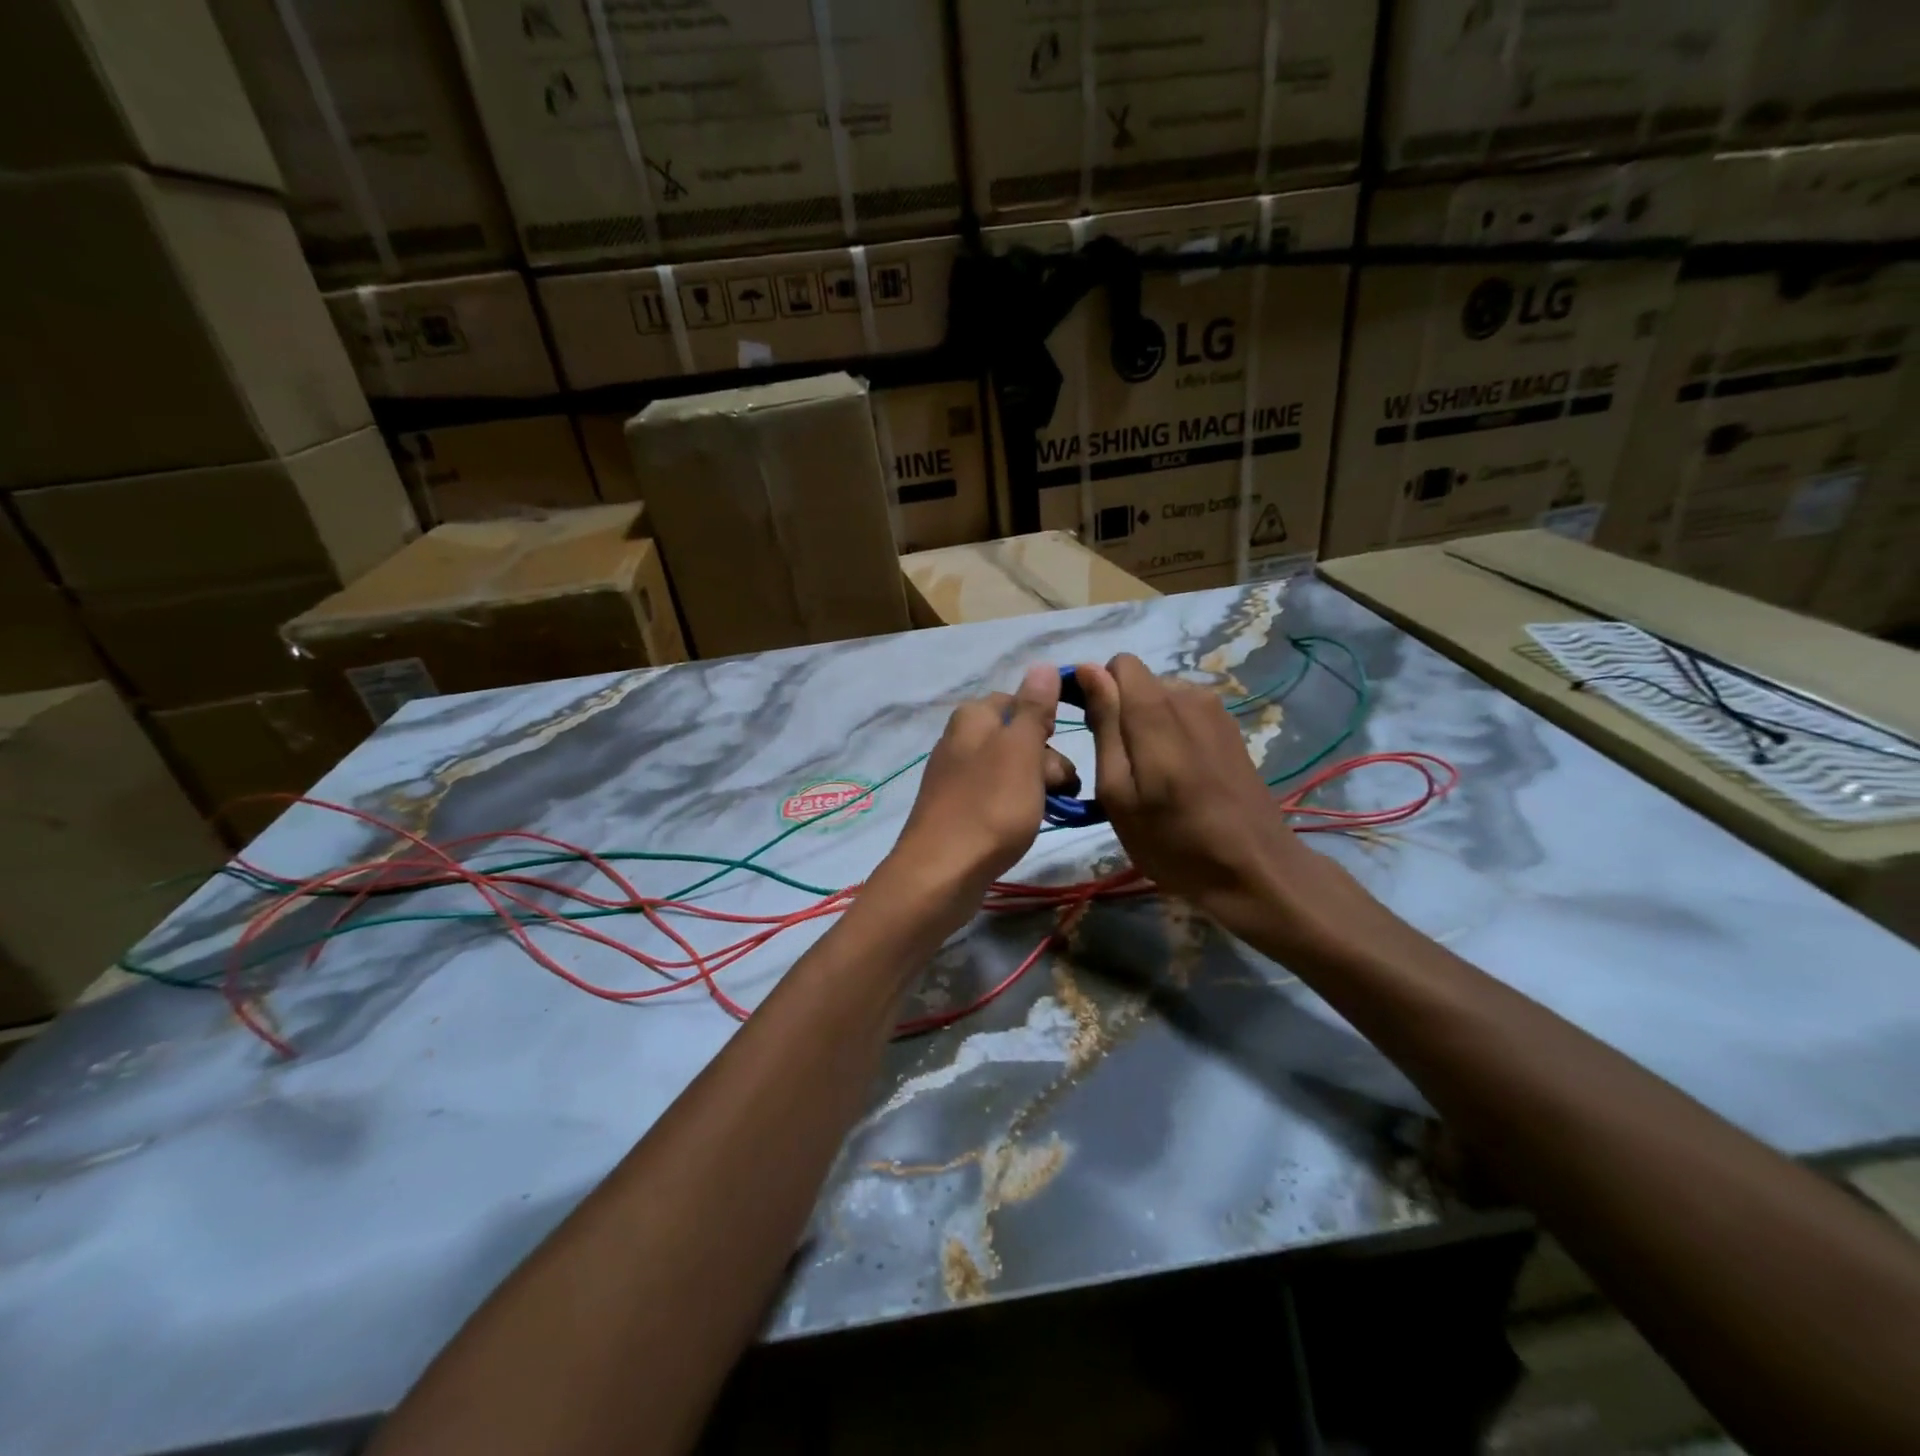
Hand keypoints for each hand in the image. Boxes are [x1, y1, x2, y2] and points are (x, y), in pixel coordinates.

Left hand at [884, 664, 1067, 907]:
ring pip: (1010, 770)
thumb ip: (1033, 708)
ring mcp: (956, 777)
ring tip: (1046, 812)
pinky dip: (1015, 807)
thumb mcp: (1020, 750)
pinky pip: (996, 797)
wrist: (941, 874)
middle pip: (1017, 737)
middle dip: (1045, 759)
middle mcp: (960, 740)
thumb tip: (1041, 664)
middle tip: (1057, 787)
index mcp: (972, 717)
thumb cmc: (988, 806)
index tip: (1061, 747)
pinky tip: (1023, 826)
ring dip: (1036, 786)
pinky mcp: (957, 810)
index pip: (1018, 700)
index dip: (1046, 721)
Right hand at [1076, 654, 1357, 942]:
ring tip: (1153, 776)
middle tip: (1124, 769)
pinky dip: (1171, 734)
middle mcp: (1189, 696)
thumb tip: (1086, 669)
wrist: (1254, 869)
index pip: (1117, 664)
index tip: (1096, 734)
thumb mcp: (1119, 792)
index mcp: (1157, 710)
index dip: (1099, 692)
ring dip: (1147, 725)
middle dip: (1121, 712)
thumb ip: (1105, 725)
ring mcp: (1215, 710)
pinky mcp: (1230, 727)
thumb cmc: (1173, 841)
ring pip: (1160, 696)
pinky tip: (1180, 775)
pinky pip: (1184, 712)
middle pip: (1138, 681)